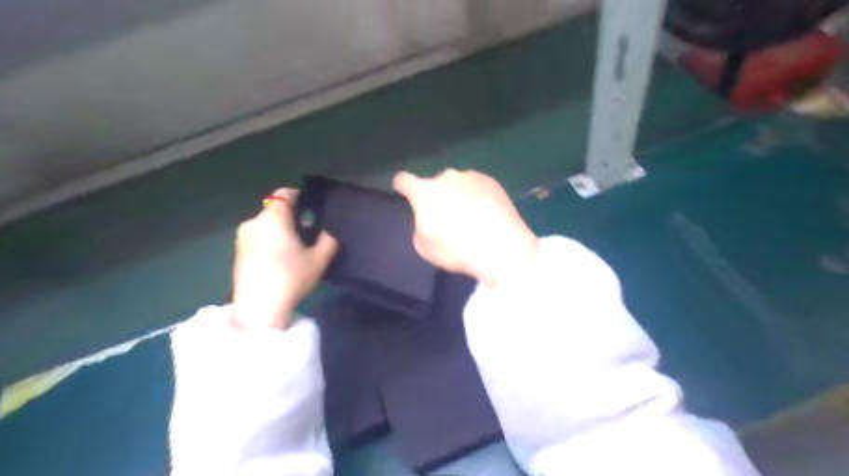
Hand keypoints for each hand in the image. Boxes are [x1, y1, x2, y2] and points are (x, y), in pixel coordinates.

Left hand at [233, 188, 340, 328]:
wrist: (259, 308)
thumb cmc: (291, 277)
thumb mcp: (319, 260)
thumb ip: (328, 240)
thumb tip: (327, 232)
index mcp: (273, 218)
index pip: (284, 194)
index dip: (299, 197)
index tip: (311, 211)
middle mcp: (253, 222)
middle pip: (274, 211)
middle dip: (291, 218)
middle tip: (307, 235)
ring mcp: (242, 238)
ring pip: (265, 226)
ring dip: (279, 231)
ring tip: (294, 251)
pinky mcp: (237, 253)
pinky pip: (257, 238)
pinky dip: (269, 242)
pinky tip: (279, 261)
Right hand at [392, 169, 535, 287]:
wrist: (501, 247)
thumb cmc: (456, 249)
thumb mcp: (424, 247)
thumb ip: (420, 227)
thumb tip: (430, 219)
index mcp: (425, 191)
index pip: (404, 180)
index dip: (401, 186)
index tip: (402, 190)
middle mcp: (447, 177)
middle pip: (435, 184)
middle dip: (437, 197)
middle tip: (446, 217)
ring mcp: (471, 176)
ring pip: (458, 184)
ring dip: (458, 195)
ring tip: (470, 218)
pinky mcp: (493, 181)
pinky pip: (477, 187)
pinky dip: (477, 197)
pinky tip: (486, 215)